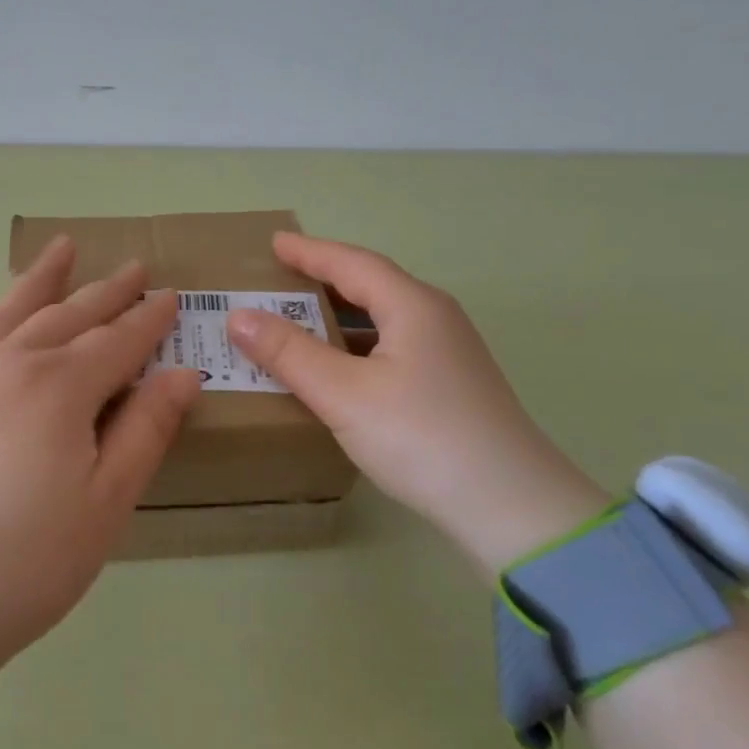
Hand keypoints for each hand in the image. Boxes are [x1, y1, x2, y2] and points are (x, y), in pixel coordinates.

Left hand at [0, 236, 201, 680]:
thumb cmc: (28, 560)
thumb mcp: (107, 503)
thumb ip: (147, 429)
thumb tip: (183, 372)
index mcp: (60, 387)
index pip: (117, 340)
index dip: (148, 319)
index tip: (172, 297)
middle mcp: (11, 364)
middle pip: (69, 314)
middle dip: (107, 291)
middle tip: (134, 267)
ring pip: (15, 311)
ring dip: (44, 279)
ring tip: (63, 248)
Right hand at [224, 233, 607, 576]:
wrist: (510, 506)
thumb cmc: (421, 437)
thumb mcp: (343, 393)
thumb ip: (289, 352)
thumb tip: (238, 315)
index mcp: (413, 306)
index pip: (352, 263)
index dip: (309, 251)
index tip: (274, 243)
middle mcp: (435, 319)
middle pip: (371, 285)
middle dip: (323, 279)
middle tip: (280, 278)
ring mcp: (448, 353)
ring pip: (383, 319)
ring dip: (338, 316)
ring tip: (298, 320)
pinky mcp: (450, 385)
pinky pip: (391, 347)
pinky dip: (355, 346)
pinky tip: (337, 369)